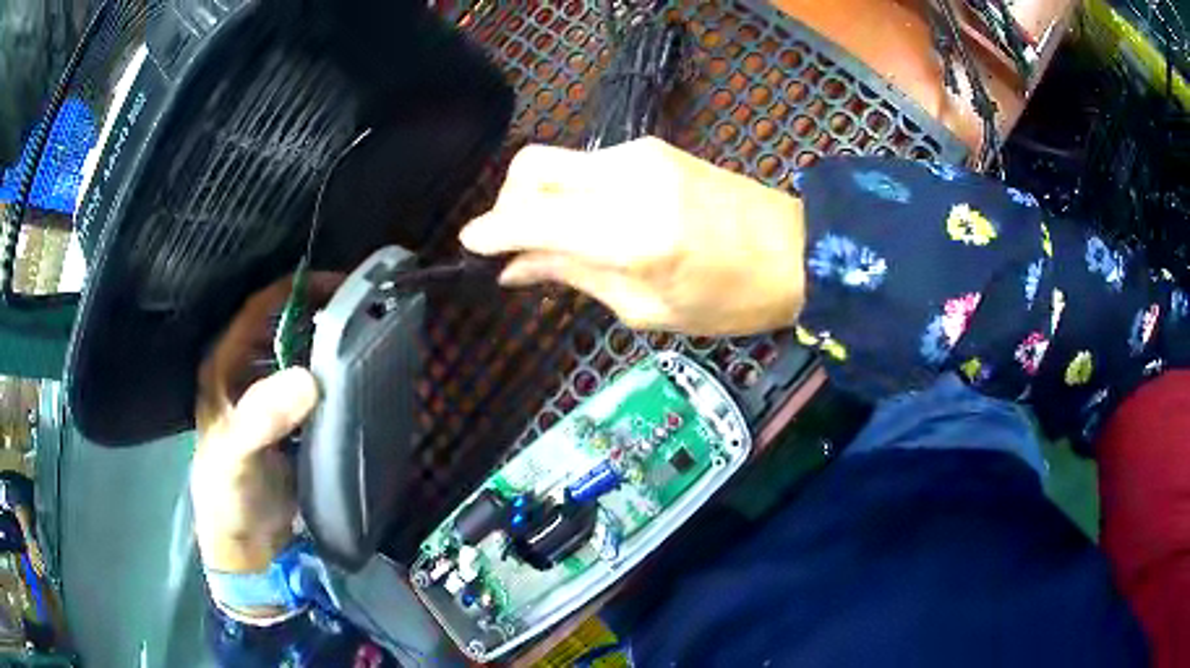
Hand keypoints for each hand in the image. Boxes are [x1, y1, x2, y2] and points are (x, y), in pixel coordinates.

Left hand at [191, 274, 339, 575]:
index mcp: (224, 365)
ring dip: (329, 346)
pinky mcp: (288, 424)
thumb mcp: (237, 455)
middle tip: (365, 311)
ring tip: (368, 339)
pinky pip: (313, 389)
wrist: (245, 545)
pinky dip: (333, 381)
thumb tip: (308, 379)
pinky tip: (359, 382)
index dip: (296, 289)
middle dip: (320, 313)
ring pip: (300, 356)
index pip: (260, 308)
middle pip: (284, 327)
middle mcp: (245, 372)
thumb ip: (263, 418)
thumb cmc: (228, 495)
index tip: (342, 285)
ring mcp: (268, 398)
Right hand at [460, 137, 806, 335]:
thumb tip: (515, 268)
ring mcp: (640, 154)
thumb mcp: (648, 308)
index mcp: (627, 231)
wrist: (798, 251)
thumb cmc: (730, 299)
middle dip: (507, 204)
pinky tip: (585, 221)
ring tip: (554, 241)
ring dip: (539, 197)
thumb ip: (573, 277)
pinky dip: (570, 190)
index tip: (468, 248)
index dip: (489, 231)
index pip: (528, 215)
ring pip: (556, 160)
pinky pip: (588, 163)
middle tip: (515, 246)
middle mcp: (625, 178)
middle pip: (530, 166)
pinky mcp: (653, 148)